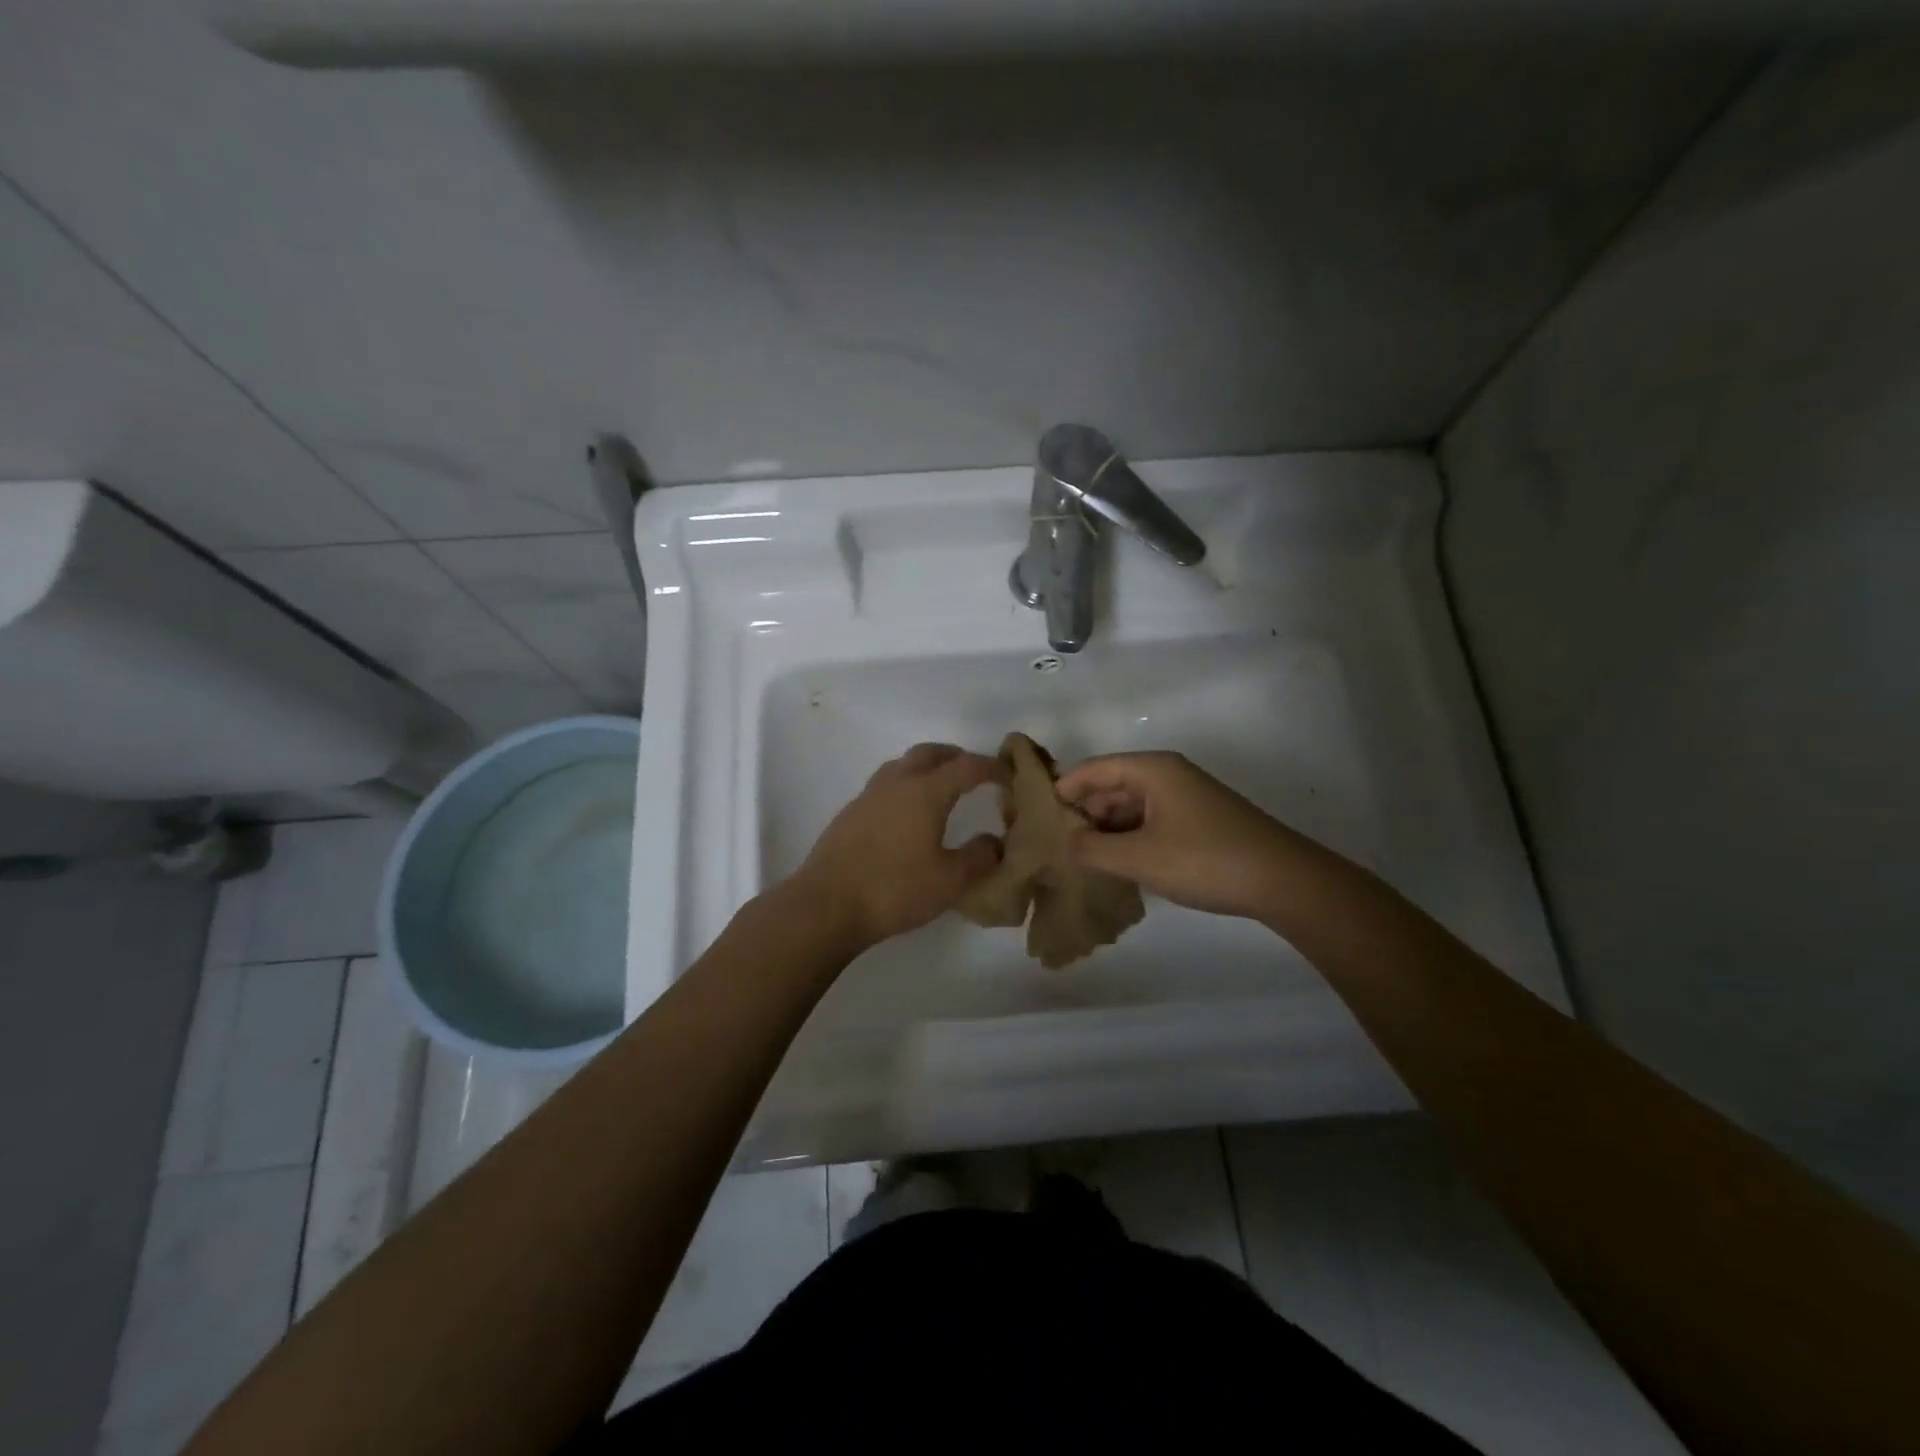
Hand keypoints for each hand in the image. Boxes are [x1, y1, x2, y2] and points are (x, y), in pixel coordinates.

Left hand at [792, 743, 1005, 950]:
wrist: (826, 905)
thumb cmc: (894, 890)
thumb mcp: (950, 881)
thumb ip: (980, 857)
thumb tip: (996, 841)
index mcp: (925, 792)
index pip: (966, 766)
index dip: (991, 767)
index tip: (1008, 776)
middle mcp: (896, 783)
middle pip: (930, 753)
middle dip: (956, 757)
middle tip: (974, 773)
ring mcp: (868, 796)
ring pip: (902, 765)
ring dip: (926, 768)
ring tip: (941, 789)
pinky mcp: (850, 814)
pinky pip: (885, 786)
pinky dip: (905, 786)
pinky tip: (907, 815)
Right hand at [1055, 751, 1292, 918]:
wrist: (1283, 881)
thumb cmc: (1204, 860)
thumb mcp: (1139, 858)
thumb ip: (1092, 849)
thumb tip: (1063, 843)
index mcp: (1152, 769)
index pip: (1092, 769)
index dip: (1062, 790)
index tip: (1037, 818)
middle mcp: (1167, 774)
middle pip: (1110, 785)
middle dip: (1083, 812)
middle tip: (1056, 844)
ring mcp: (1185, 797)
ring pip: (1130, 805)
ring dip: (1106, 828)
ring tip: (1081, 858)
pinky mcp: (1198, 820)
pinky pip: (1150, 820)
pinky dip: (1129, 837)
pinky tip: (1118, 863)